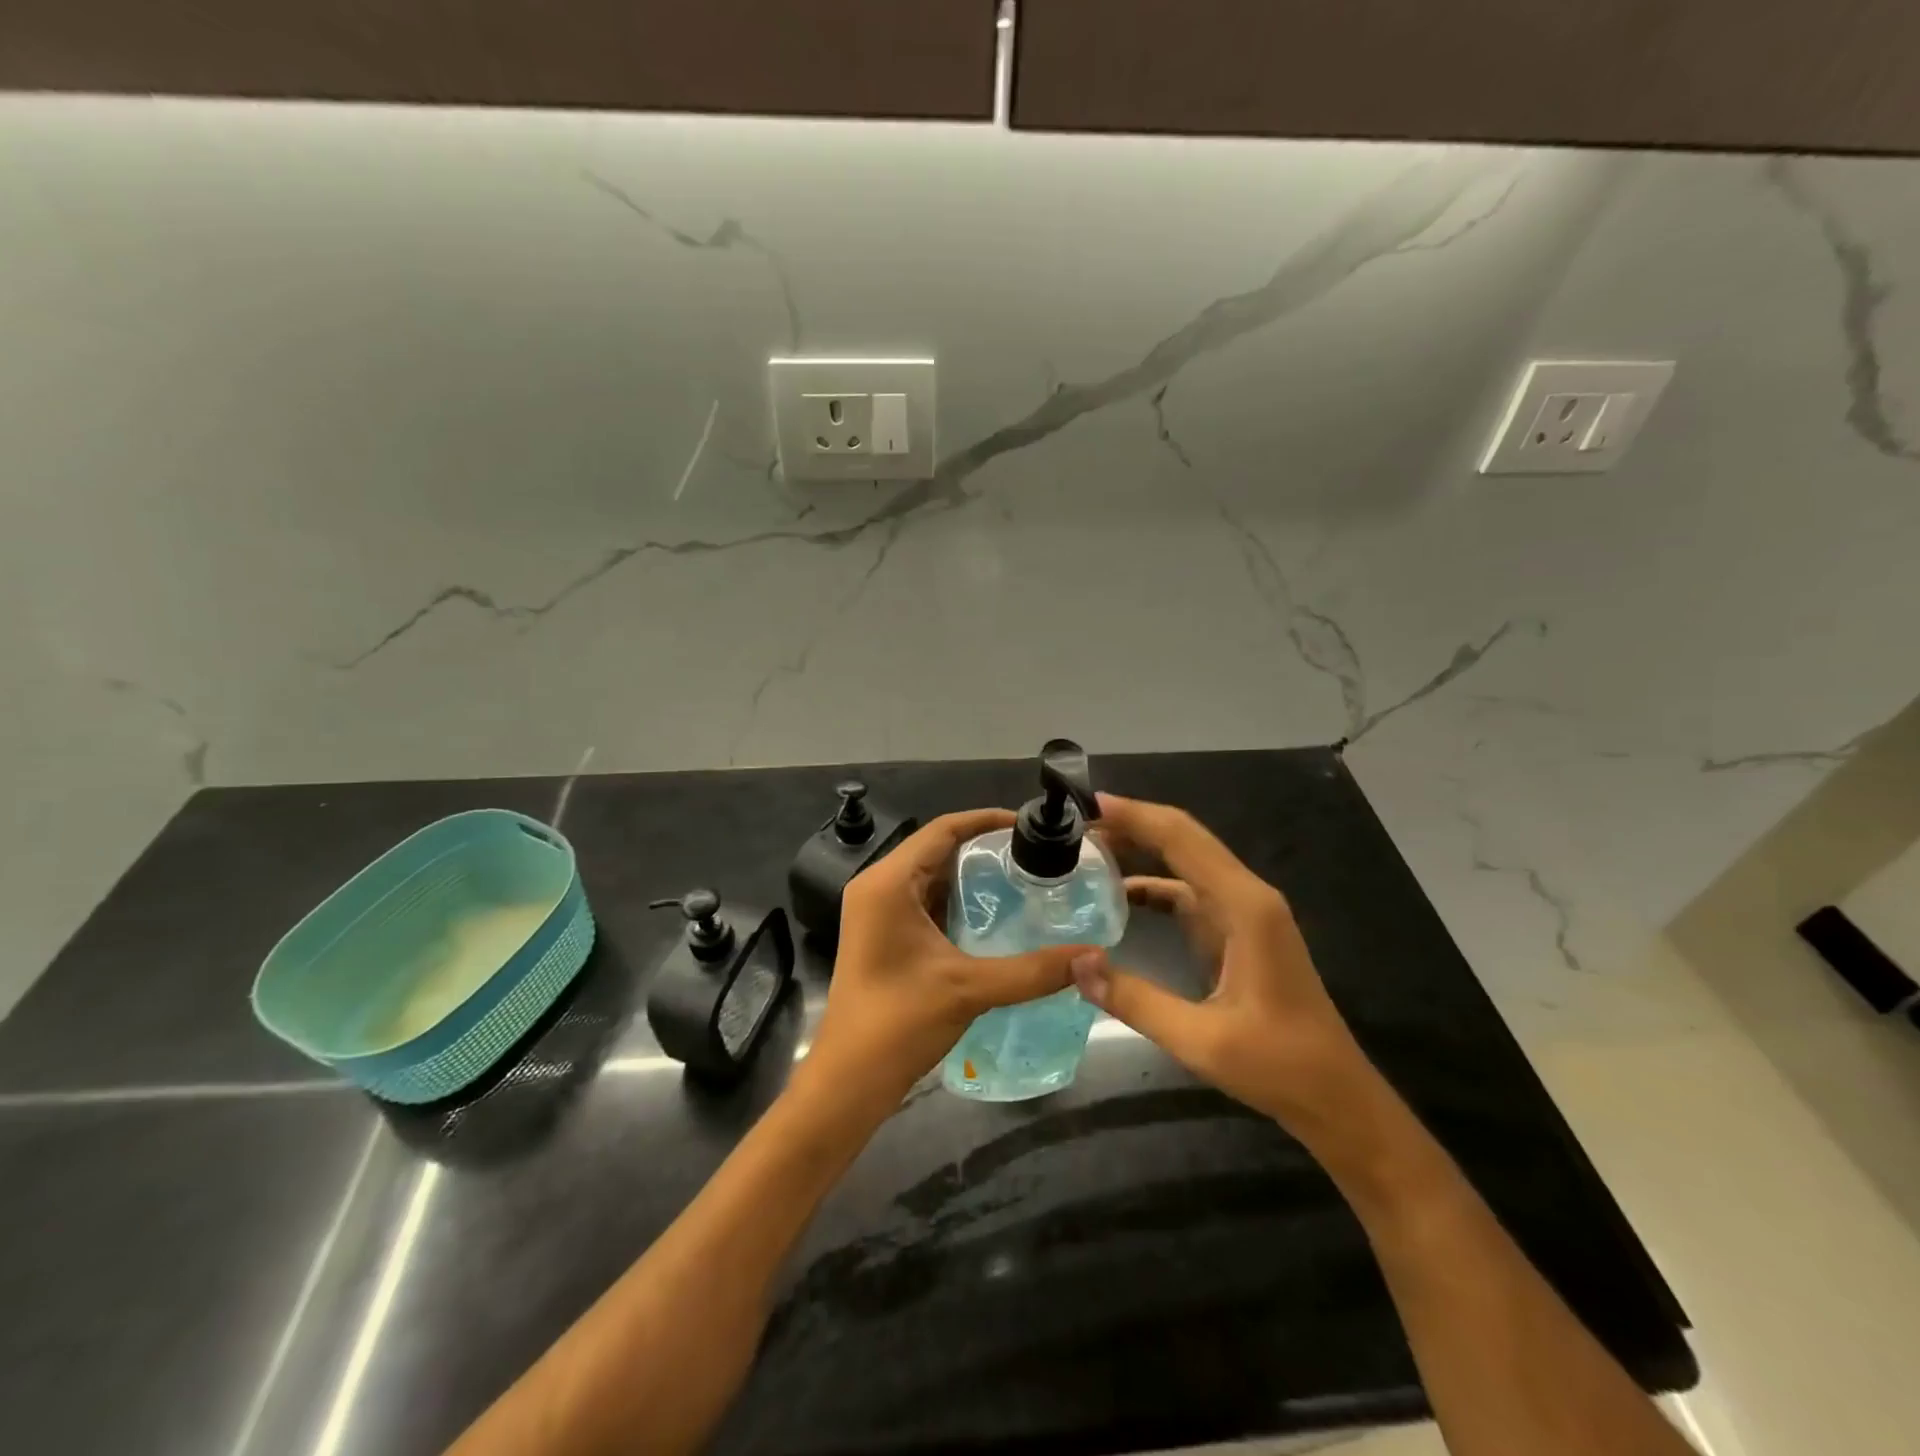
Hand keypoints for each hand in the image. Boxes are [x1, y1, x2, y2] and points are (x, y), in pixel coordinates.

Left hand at [800, 809, 1090, 1108]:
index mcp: (888, 882)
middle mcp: (878, 886)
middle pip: (937, 849)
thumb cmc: (898, 1024)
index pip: (942, 830)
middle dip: (984, 849)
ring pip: (932, 876)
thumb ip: (1033, 970)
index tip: (1030, 825)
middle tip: (1036, 855)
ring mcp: (877, 911)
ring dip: (972, 876)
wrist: (848, 1081)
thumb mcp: (969, 989)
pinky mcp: (883, 934)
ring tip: (1024, 879)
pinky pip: (925, 901)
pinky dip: (958, 901)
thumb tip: (1093, 956)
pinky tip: (995, 915)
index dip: (986, 820)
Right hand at [1069, 793, 1375, 1146]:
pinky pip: (1189, 893)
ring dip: (1140, 850)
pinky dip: (1153, 885)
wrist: (1336, 1098)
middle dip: (1130, 824)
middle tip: (1074, 823)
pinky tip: (1119, 895)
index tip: (1084, 802)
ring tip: (1087, 849)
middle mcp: (1246, 896)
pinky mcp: (1238, 931)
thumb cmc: (1279, 1066)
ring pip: (1185, 862)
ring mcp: (1244, 912)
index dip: (1134, 814)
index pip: (1181, 838)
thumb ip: (1135, 1000)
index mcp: (1244, 906)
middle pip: (1182, 840)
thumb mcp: (1201, 1040)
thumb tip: (1076, 965)